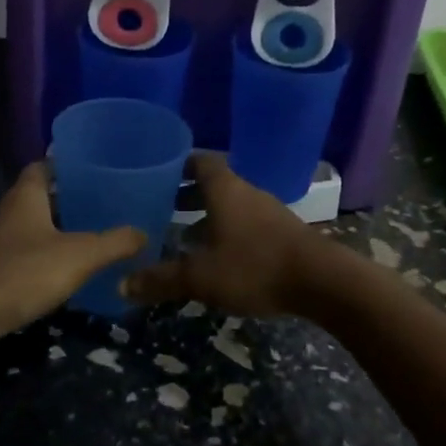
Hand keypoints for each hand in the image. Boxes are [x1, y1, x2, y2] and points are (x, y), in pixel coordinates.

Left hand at [0, 163, 145, 340]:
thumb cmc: (25, 272)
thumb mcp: (80, 255)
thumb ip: (115, 242)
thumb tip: (143, 233)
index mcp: (26, 194)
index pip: (45, 165)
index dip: (69, 164)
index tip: (98, 169)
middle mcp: (11, 210)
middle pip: (44, 195)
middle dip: (72, 198)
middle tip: (108, 203)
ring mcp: (1, 240)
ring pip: (37, 225)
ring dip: (62, 228)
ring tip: (98, 233)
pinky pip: (30, 251)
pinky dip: (51, 254)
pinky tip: (73, 268)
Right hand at [121, 154, 324, 316]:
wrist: (323, 282)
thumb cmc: (255, 266)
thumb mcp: (201, 277)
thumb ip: (161, 279)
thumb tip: (122, 285)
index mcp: (224, 190)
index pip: (199, 161)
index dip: (178, 164)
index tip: (157, 173)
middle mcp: (247, 193)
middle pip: (214, 184)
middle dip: (187, 194)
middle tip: (161, 208)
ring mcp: (269, 212)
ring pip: (232, 205)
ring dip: (209, 215)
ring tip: (185, 235)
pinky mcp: (284, 233)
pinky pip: (248, 223)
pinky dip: (229, 231)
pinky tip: (220, 256)